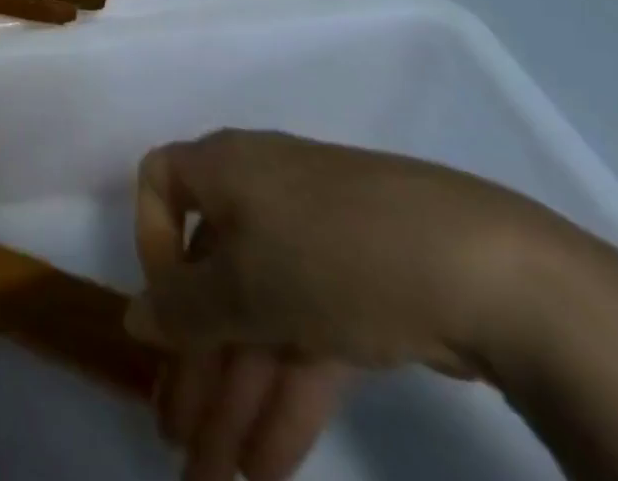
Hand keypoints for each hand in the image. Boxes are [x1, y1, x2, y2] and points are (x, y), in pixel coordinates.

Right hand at [130, 130, 555, 479]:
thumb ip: (182, 308)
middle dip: (193, 361)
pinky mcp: (361, 292)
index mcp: (223, 168)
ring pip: (257, 317)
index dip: (150, 243)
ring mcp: (314, 244)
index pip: (161, 184)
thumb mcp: (244, 286)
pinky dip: (285, 397)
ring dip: (235, 395)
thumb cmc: (328, 252)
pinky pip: (303, 337)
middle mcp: (260, 195)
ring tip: (219, 478)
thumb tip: (134, 317)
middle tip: (177, 439)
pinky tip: (269, 466)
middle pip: (211, 276)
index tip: (163, 310)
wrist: (483, 269)